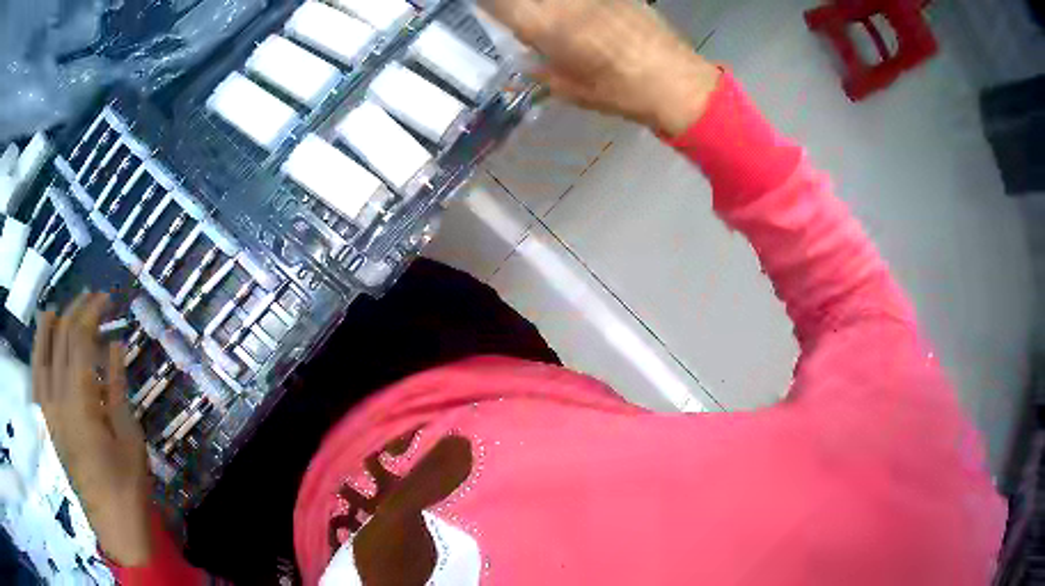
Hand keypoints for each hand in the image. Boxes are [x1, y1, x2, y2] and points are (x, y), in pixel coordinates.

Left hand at [33, 293, 152, 566]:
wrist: (114, 526)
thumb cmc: (128, 485)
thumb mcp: (130, 437)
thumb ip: (117, 387)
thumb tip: (115, 344)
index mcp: (80, 402)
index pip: (79, 339)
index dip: (92, 312)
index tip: (108, 299)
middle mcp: (58, 399)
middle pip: (61, 340)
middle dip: (76, 312)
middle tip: (94, 300)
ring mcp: (49, 411)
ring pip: (42, 355)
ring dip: (50, 327)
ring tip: (58, 309)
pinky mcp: (48, 424)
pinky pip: (37, 379)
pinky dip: (38, 355)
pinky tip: (42, 344)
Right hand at [480, 0, 721, 134]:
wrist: (680, 84)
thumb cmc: (623, 95)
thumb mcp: (573, 90)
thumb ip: (543, 71)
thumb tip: (528, 61)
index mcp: (551, 29)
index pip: (504, 5)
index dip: (491, 4)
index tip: (484, 7)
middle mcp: (568, 4)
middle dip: (518, 5)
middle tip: (516, 15)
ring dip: (546, 7)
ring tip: (547, 18)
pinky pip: (584, 0)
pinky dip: (573, 7)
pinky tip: (576, 17)